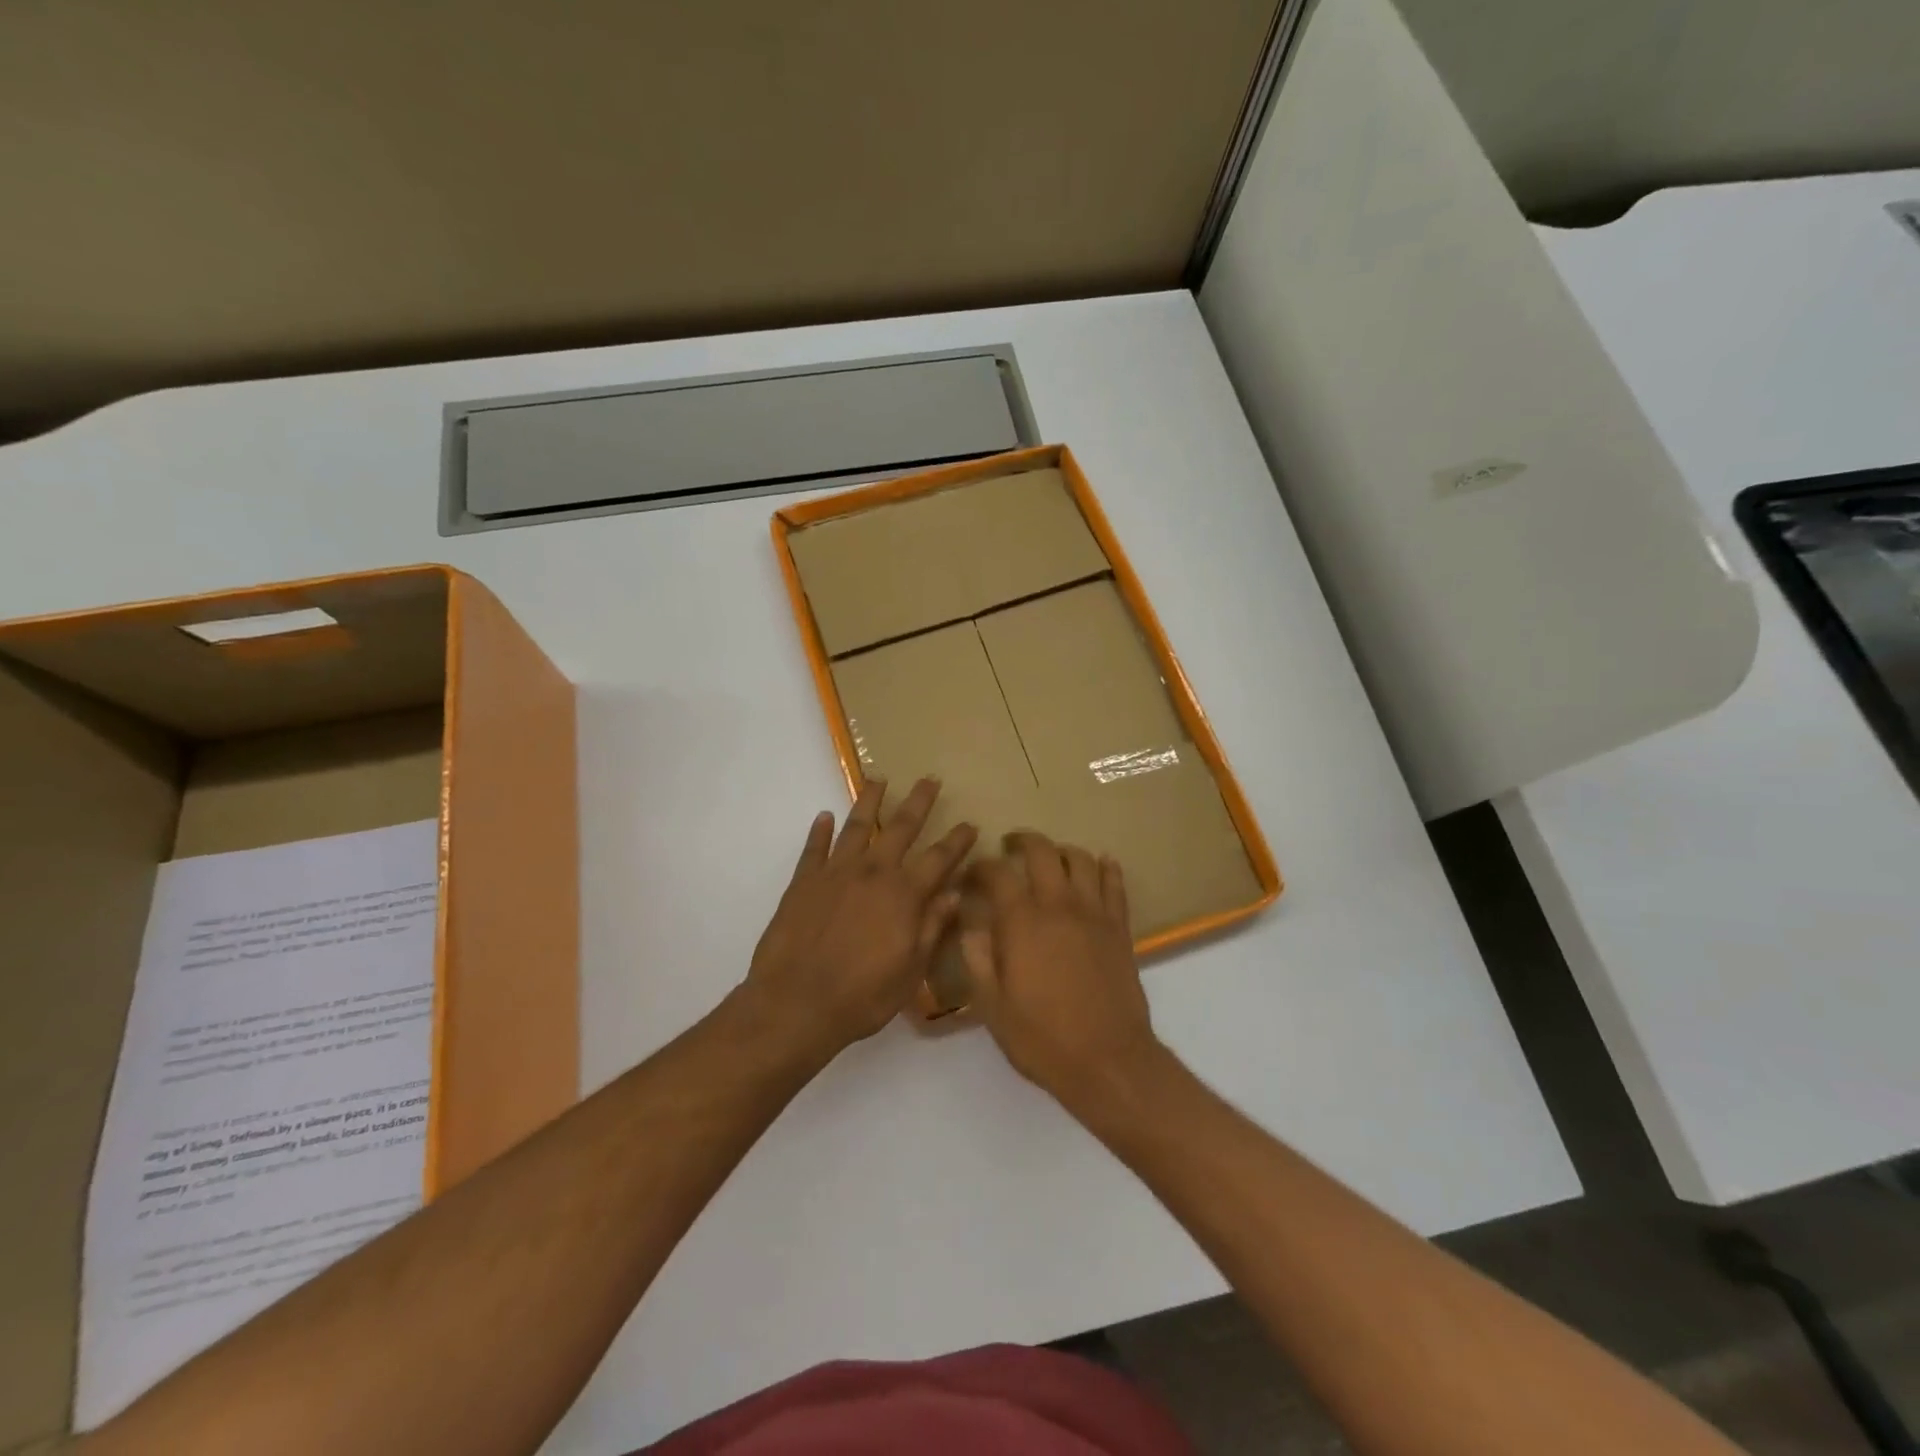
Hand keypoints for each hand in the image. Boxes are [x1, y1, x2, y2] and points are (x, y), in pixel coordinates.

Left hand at [743, 777, 975, 1058]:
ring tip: (877, 779)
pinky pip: (814, 848)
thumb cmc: (862, 996)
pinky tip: (824, 816)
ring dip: (869, 801)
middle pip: (900, 827)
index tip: (970, 823)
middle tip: (929, 779)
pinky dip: (820, 830)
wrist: (795, 1003)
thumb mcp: (910, 970)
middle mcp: (872, 873)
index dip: (957, 841)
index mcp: (903, 895)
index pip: (939, 859)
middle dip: (918, 802)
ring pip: (856, 826)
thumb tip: (954, 894)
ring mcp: (835, 873)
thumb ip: (932, 927)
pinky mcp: (803, 882)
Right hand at [960, 832, 1164, 1106]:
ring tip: (1051, 858)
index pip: (997, 874)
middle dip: (1022, 841)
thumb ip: (978, 959)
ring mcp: (1094, 914)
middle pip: (1042, 851)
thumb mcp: (992, 1007)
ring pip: (1081, 859)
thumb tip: (971, 925)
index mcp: (1022, 922)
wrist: (1108, 1061)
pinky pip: (1115, 884)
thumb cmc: (1042, 1038)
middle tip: (1010, 847)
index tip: (971, 875)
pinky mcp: (1119, 928)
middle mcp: (1058, 906)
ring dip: (1062, 851)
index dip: (981, 867)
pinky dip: (1106, 867)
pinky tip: (1101, 864)